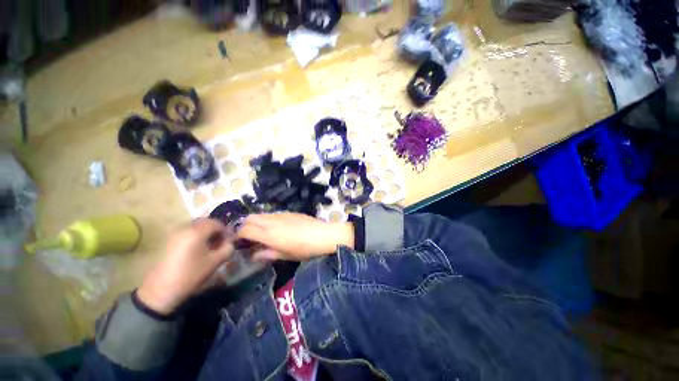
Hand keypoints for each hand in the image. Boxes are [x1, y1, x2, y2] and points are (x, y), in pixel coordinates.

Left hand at [137, 219, 234, 314]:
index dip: (226, 231)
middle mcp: (185, 228)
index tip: (230, 241)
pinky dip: (196, 236)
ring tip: (210, 246)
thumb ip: (228, 248)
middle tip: (221, 242)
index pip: (217, 223)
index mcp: (197, 232)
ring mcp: (174, 234)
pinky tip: (198, 249)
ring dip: (206, 233)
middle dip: (216, 230)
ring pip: (196, 227)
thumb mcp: (215, 262)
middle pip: (205, 223)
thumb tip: (230, 242)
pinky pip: (187, 233)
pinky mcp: (169, 241)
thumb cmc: (191, 275)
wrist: (161, 290)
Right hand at [237, 213, 353, 260]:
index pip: (245, 230)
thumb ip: (267, 254)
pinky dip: (268, 219)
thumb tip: (253, 255)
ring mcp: (281, 215)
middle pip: (250, 218)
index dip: (238, 235)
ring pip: (261, 214)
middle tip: (249, 237)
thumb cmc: (305, 249)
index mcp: (269, 234)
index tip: (239, 242)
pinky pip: (273, 213)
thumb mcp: (286, 256)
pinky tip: (276, 227)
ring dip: (257, 221)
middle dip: (245, 225)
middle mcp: (272, 222)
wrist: (323, 235)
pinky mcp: (289, 212)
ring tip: (262, 232)